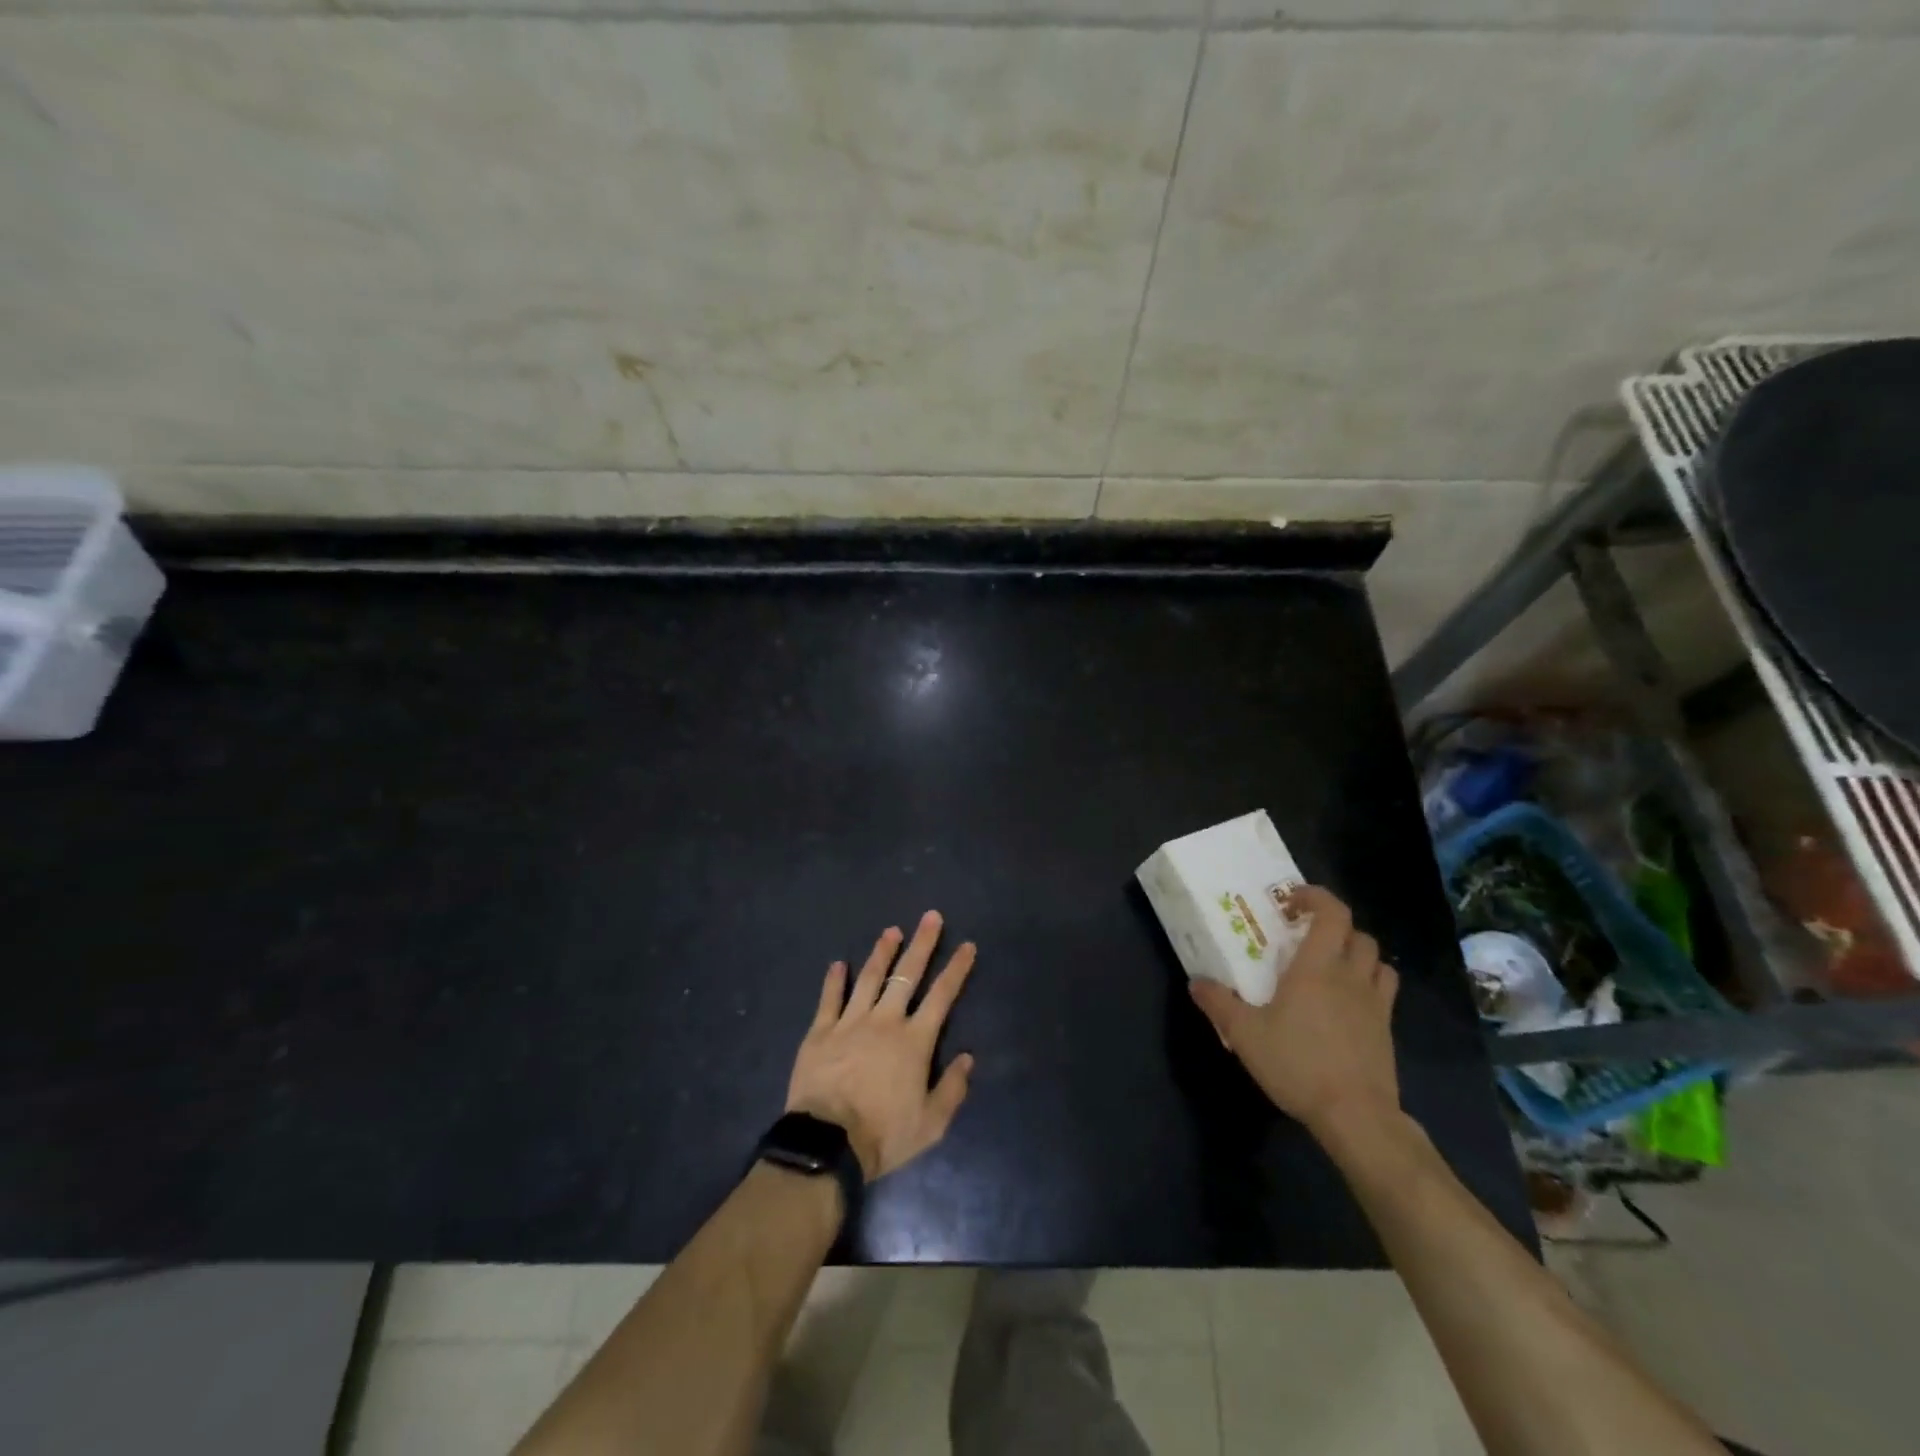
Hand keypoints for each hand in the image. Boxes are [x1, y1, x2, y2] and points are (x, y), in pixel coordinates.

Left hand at [786, 911, 976, 1180]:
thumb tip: (967, 1058)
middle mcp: (885, 1021)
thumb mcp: (931, 1124)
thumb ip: (952, 1089)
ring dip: (882, 952)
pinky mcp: (821, 1031)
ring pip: (869, 977)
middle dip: (922, 944)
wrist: (828, 1143)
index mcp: (914, 1041)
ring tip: (891, 931)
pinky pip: (829, 998)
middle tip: (931, 917)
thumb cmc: (884, 1134)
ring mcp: (850, 1022)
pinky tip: (838, 964)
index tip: (966, 945)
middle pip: (907, 974)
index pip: (942, 996)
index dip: (956, 969)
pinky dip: (834, 980)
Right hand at [1188, 885, 1400, 1146]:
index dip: (1316, 897)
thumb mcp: (1245, 1035)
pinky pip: (1385, 991)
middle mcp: (1350, 976)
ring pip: (1377, 960)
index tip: (1291, 901)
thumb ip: (1219, 1004)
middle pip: (1357, 933)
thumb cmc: (1297, 1064)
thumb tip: (1196, 982)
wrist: (1356, 1115)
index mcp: (1316, 968)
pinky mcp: (1386, 1029)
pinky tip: (1348, 1001)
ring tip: (1331, 965)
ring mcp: (1374, 1003)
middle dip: (1334, 926)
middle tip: (1306, 935)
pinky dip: (1370, 983)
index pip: (1332, 913)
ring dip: (1356, 953)